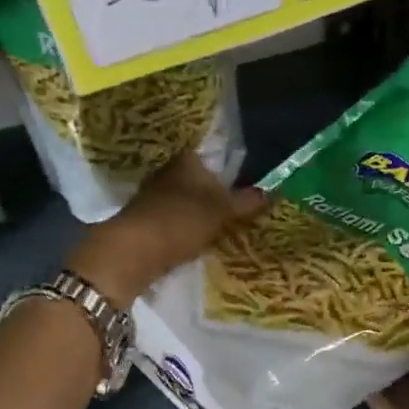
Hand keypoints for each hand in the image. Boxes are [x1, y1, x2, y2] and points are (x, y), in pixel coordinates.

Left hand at [65, 152, 265, 308]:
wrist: (133, 251)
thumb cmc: (182, 221)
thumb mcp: (223, 211)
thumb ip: (248, 201)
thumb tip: (274, 190)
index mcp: (187, 160)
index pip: (214, 156)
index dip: (231, 171)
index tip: (246, 186)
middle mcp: (168, 171)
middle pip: (199, 179)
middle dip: (216, 193)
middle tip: (240, 209)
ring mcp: (153, 195)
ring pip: (186, 199)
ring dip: (200, 212)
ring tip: (223, 227)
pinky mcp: (144, 219)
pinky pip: (174, 218)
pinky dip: (186, 226)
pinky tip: (198, 239)